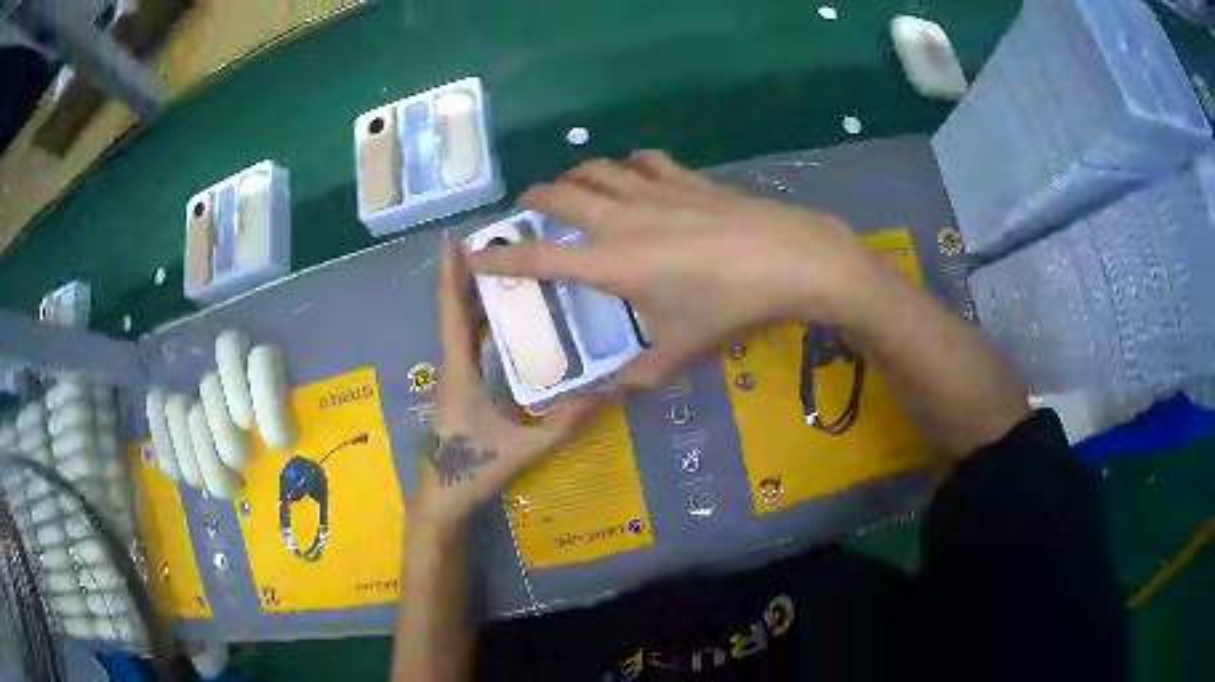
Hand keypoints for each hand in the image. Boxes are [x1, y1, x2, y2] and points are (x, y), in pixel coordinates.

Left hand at [414, 241, 598, 528]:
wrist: (442, 498)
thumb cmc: (474, 470)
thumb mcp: (524, 448)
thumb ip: (562, 423)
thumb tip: (600, 393)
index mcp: (459, 373)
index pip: (453, 316)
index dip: (450, 277)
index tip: (453, 242)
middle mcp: (451, 368)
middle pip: (453, 314)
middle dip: (465, 277)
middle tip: (490, 244)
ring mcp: (452, 379)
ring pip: (458, 329)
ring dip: (471, 298)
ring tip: (497, 270)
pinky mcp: (457, 390)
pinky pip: (465, 346)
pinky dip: (477, 324)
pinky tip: (497, 318)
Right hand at [470, 151, 884, 388]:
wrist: (789, 260)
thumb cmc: (729, 308)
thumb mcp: (679, 353)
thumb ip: (635, 376)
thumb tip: (606, 394)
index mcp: (609, 263)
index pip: (537, 257)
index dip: (499, 256)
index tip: (474, 253)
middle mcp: (620, 218)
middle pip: (560, 195)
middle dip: (532, 199)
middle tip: (525, 209)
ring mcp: (654, 191)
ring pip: (597, 169)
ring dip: (574, 175)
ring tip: (571, 189)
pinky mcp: (686, 179)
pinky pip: (643, 161)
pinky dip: (626, 165)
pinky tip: (630, 174)